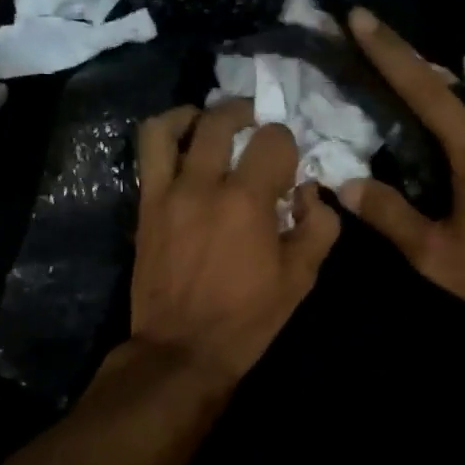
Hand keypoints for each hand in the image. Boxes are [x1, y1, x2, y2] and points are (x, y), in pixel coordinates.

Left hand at [130, 100, 340, 383]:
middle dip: (249, 117)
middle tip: (258, 131)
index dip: (288, 147)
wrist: (182, 349)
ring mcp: (168, 192)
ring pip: (174, 125)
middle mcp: (205, 184)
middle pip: (224, 121)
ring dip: (199, 115)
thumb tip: (310, 193)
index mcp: (248, 201)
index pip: (274, 140)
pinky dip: (167, 135)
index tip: (289, 171)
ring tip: (213, 126)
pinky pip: (149, 152)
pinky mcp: (146, 205)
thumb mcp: (301, 278)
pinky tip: (183, 143)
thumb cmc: (248, 317)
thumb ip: (319, 226)